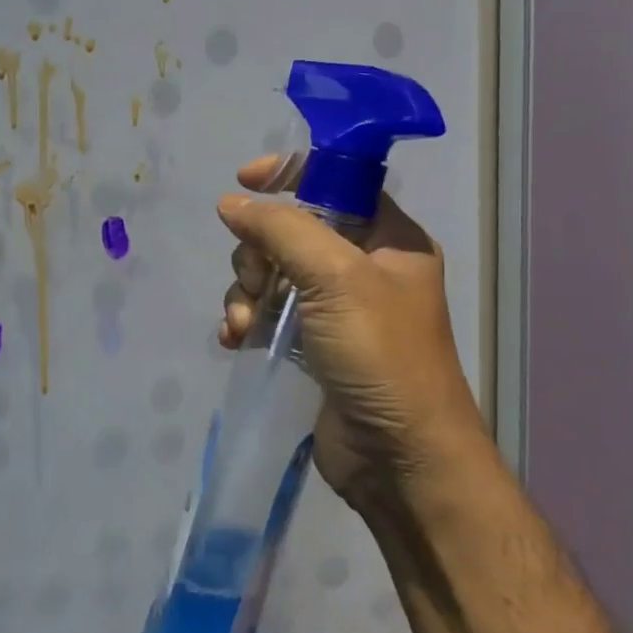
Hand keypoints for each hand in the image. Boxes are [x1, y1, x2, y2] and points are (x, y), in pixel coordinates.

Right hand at [217, 156, 487, 500]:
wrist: (400, 458)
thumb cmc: (381, 356)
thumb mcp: (336, 278)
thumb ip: (281, 230)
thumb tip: (232, 204)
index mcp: (388, 240)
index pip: (337, 182)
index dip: (291, 173)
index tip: (245, 180)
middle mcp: (361, 269)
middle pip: (289, 231)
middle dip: (258, 253)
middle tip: (258, 282)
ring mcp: (333, 310)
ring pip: (268, 274)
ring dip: (245, 294)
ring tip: (245, 326)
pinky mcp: (309, 345)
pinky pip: (263, 314)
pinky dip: (244, 322)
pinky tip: (235, 341)